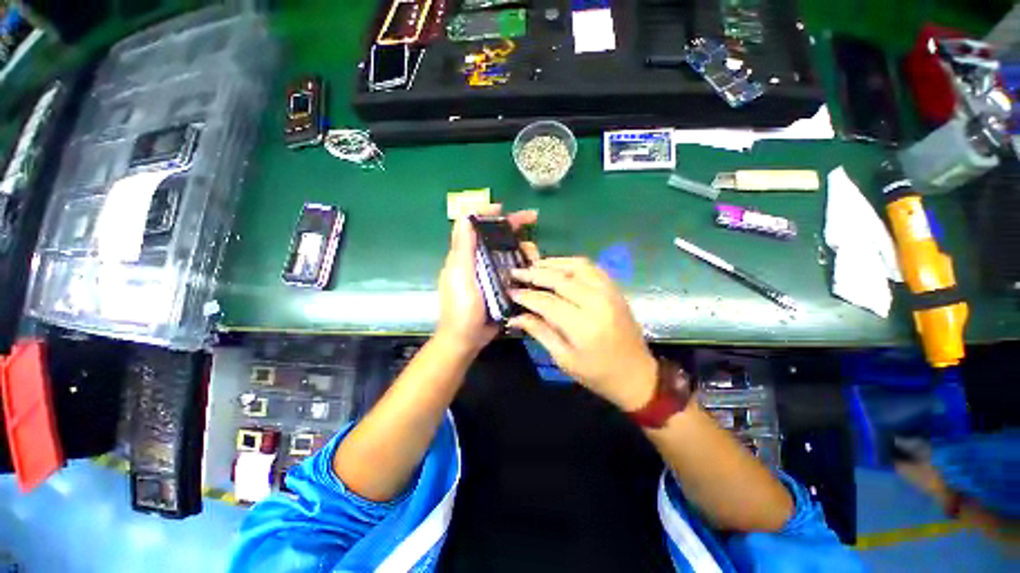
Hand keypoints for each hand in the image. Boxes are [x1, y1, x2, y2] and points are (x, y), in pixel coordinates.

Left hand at [435, 205, 537, 355]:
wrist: (467, 340)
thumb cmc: (461, 309)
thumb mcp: (460, 277)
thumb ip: (463, 249)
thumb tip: (467, 216)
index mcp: (465, 255)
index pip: (474, 225)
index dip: (488, 212)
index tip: (505, 209)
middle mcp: (477, 260)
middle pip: (495, 235)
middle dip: (513, 225)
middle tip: (533, 219)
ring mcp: (489, 273)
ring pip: (508, 251)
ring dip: (523, 247)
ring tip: (536, 256)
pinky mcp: (499, 285)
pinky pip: (514, 268)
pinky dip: (524, 264)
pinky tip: (535, 267)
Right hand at [508, 258, 656, 410]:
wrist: (636, 374)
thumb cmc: (597, 373)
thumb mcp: (563, 358)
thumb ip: (539, 332)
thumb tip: (515, 316)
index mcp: (583, 326)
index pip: (547, 302)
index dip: (526, 295)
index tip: (510, 290)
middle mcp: (597, 303)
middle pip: (560, 279)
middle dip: (534, 273)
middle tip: (516, 272)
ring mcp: (609, 292)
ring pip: (577, 266)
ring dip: (553, 263)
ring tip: (534, 265)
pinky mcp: (615, 289)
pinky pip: (592, 267)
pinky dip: (572, 263)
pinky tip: (559, 267)